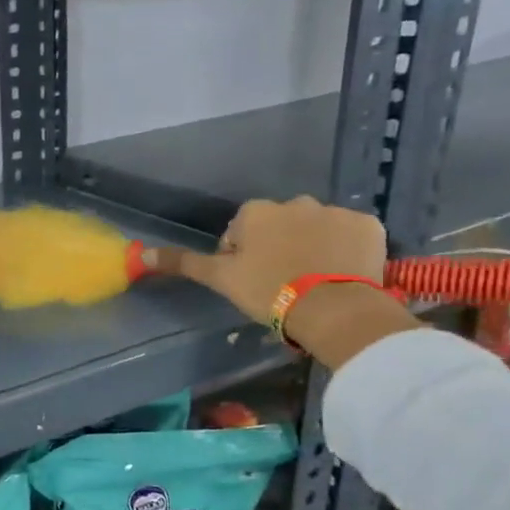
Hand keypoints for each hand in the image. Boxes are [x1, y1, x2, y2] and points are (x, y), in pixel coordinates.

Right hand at [146, 195, 387, 325]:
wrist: (332, 307)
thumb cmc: (267, 290)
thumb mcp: (220, 279)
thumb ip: (183, 263)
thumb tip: (141, 253)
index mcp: (256, 212)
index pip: (240, 231)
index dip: (240, 257)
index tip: (249, 282)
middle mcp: (295, 202)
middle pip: (278, 226)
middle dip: (278, 247)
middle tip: (280, 283)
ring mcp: (335, 212)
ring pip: (315, 229)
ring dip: (310, 247)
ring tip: (311, 282)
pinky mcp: (369, 226)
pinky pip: (349, 236)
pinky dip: (343, 251)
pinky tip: (340, 275)